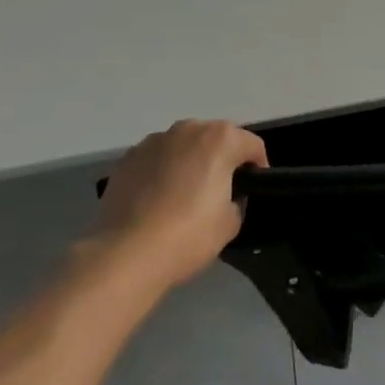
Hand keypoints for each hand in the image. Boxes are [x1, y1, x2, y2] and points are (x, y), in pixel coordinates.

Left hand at [92, 120, 268, 290]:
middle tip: (219, 190)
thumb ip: (235, 201)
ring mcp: (154, 141)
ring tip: (182, 196)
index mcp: (220, 139)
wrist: (126, 254)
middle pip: (215, 138)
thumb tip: (224, 198)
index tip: (253, 187)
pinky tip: (154, 201)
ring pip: (182, 146)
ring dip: (188, 162)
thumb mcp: (230, 223)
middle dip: (221, 159)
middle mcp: (188, 130)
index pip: (252, 145)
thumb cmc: (188, 235)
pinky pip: (154, 160)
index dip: (258, 166)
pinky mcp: (127, 158)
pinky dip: (159, 172)